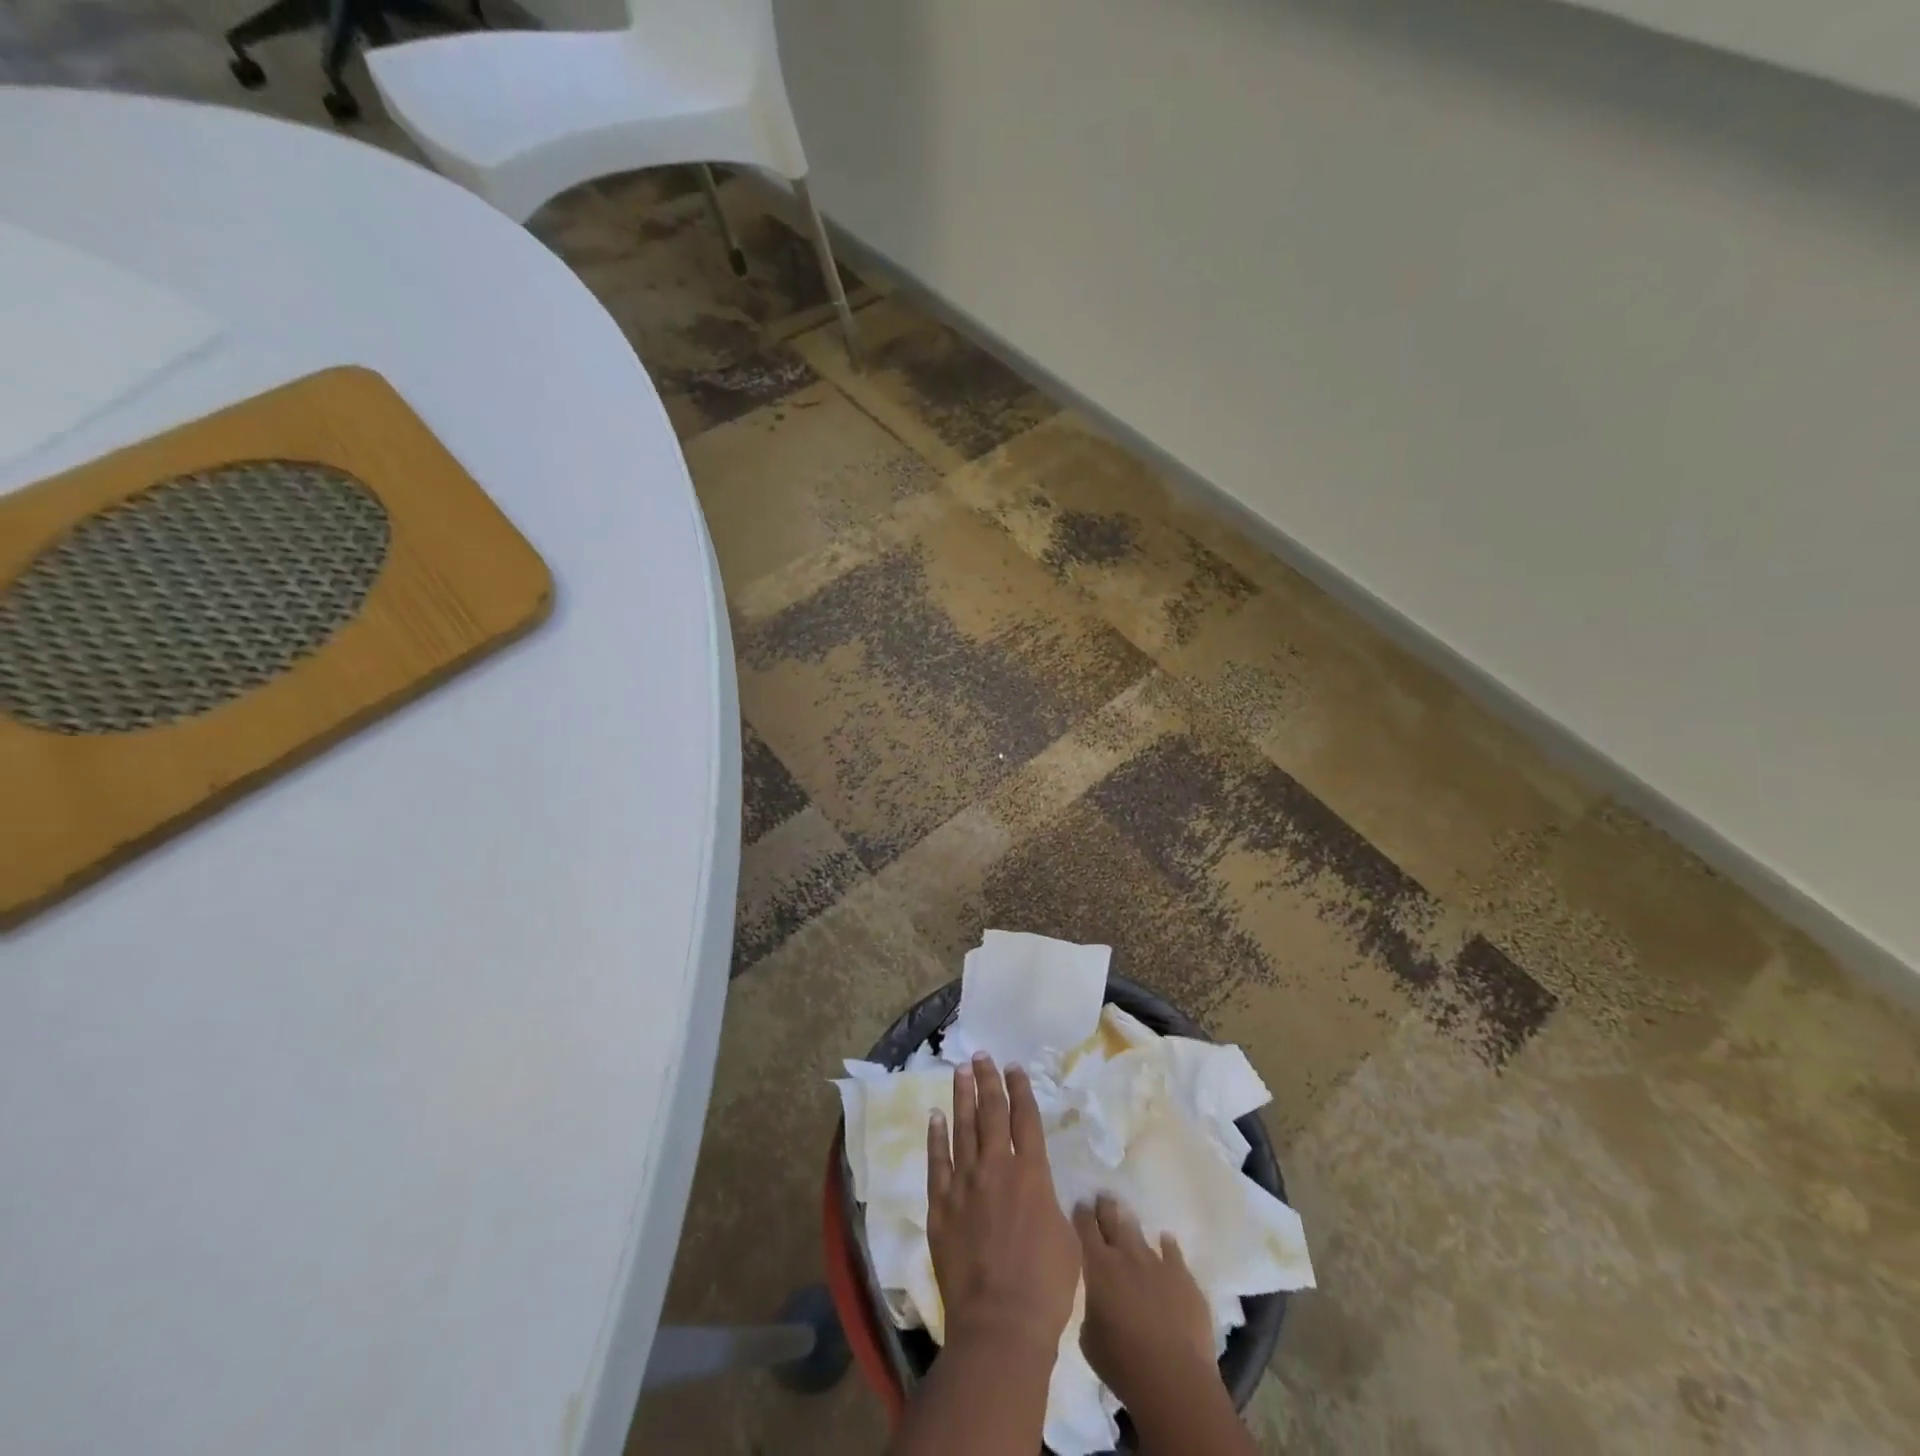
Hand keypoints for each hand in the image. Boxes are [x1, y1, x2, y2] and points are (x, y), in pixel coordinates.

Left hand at [925, 1054, 1079, 1353]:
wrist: (1000, 1323)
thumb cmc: (1046, 1287)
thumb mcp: (1067, 1240)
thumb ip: (1051, 1206)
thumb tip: (1044, 1194)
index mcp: (1032, 1174)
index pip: (1025, 1119)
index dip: (1020, 1089)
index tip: (1013, 1066)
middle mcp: (996, 1168)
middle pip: (990, 1113)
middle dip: (987, 1081)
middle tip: (980, 1056)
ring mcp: (964, 1184)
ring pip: (961, 1128)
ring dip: (961, 1097)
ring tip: (959, 1072)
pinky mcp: (940, 1206)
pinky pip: (936, 1162)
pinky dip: (936, 1136)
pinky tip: (935, 1117)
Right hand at [1074, 1194, 1215, 1410]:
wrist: (1174, 1379)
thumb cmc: (1122, 1363)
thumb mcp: (1089, 1338)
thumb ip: (1091, 1308)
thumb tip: (1098, 1300)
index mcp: (1099, 1266)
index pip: (1086, 1227)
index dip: (1082, 1214)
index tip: (1081, 1204)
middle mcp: (1126, 1255)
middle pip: (1113, 1219)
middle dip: (1106, 1206)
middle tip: (1103, 1197)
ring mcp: (1157, 1263)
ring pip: (1141, 1233)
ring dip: (1132, 1225)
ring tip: (1128, 1216)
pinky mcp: (1183, 1277)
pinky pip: (1173, 1252)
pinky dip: (1167, 1246)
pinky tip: (1166, 1241)